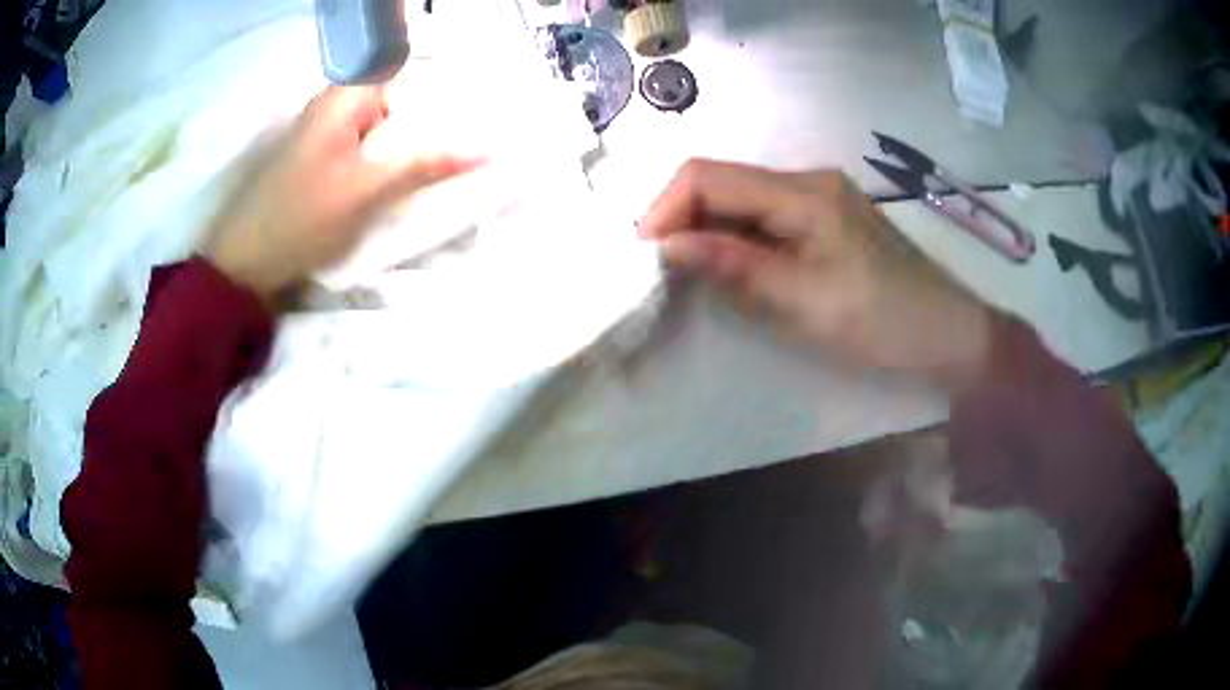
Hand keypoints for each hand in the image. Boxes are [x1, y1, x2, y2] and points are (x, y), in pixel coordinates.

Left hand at [204, 86, 480, 297]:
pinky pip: (362, 146)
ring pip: (379, 125)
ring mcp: (322, 132)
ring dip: (406, 142)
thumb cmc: (301, 218)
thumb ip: (424, 164)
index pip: (405, 70)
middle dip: (428, 118)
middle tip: (466, 142)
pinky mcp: (316, 159)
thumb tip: (487, 147)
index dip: (440, 88)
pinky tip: (400, 179)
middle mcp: (332, 105)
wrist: (242, 263)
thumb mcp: (366, 191)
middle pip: (394, 98)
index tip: (473, 111)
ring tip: (442, 163)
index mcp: (343, 97)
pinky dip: (384, 158)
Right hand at [639, 159, 994, 391]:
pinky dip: (735, 238)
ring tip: (687, 272)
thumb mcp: (803, 300)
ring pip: (740, 199)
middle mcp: (807, 180)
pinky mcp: (824, 218)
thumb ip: (734, 266)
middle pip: (722, 181)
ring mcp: (817, 196)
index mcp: (803, 191)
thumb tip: (666, 245)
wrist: (946, 334)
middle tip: (659, 269)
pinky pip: (763, 216)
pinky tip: (729, 267)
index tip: (643, 254)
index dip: (665, 207)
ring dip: (706, 229)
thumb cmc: (881, 321)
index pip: (709, 175)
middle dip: (682, 218)